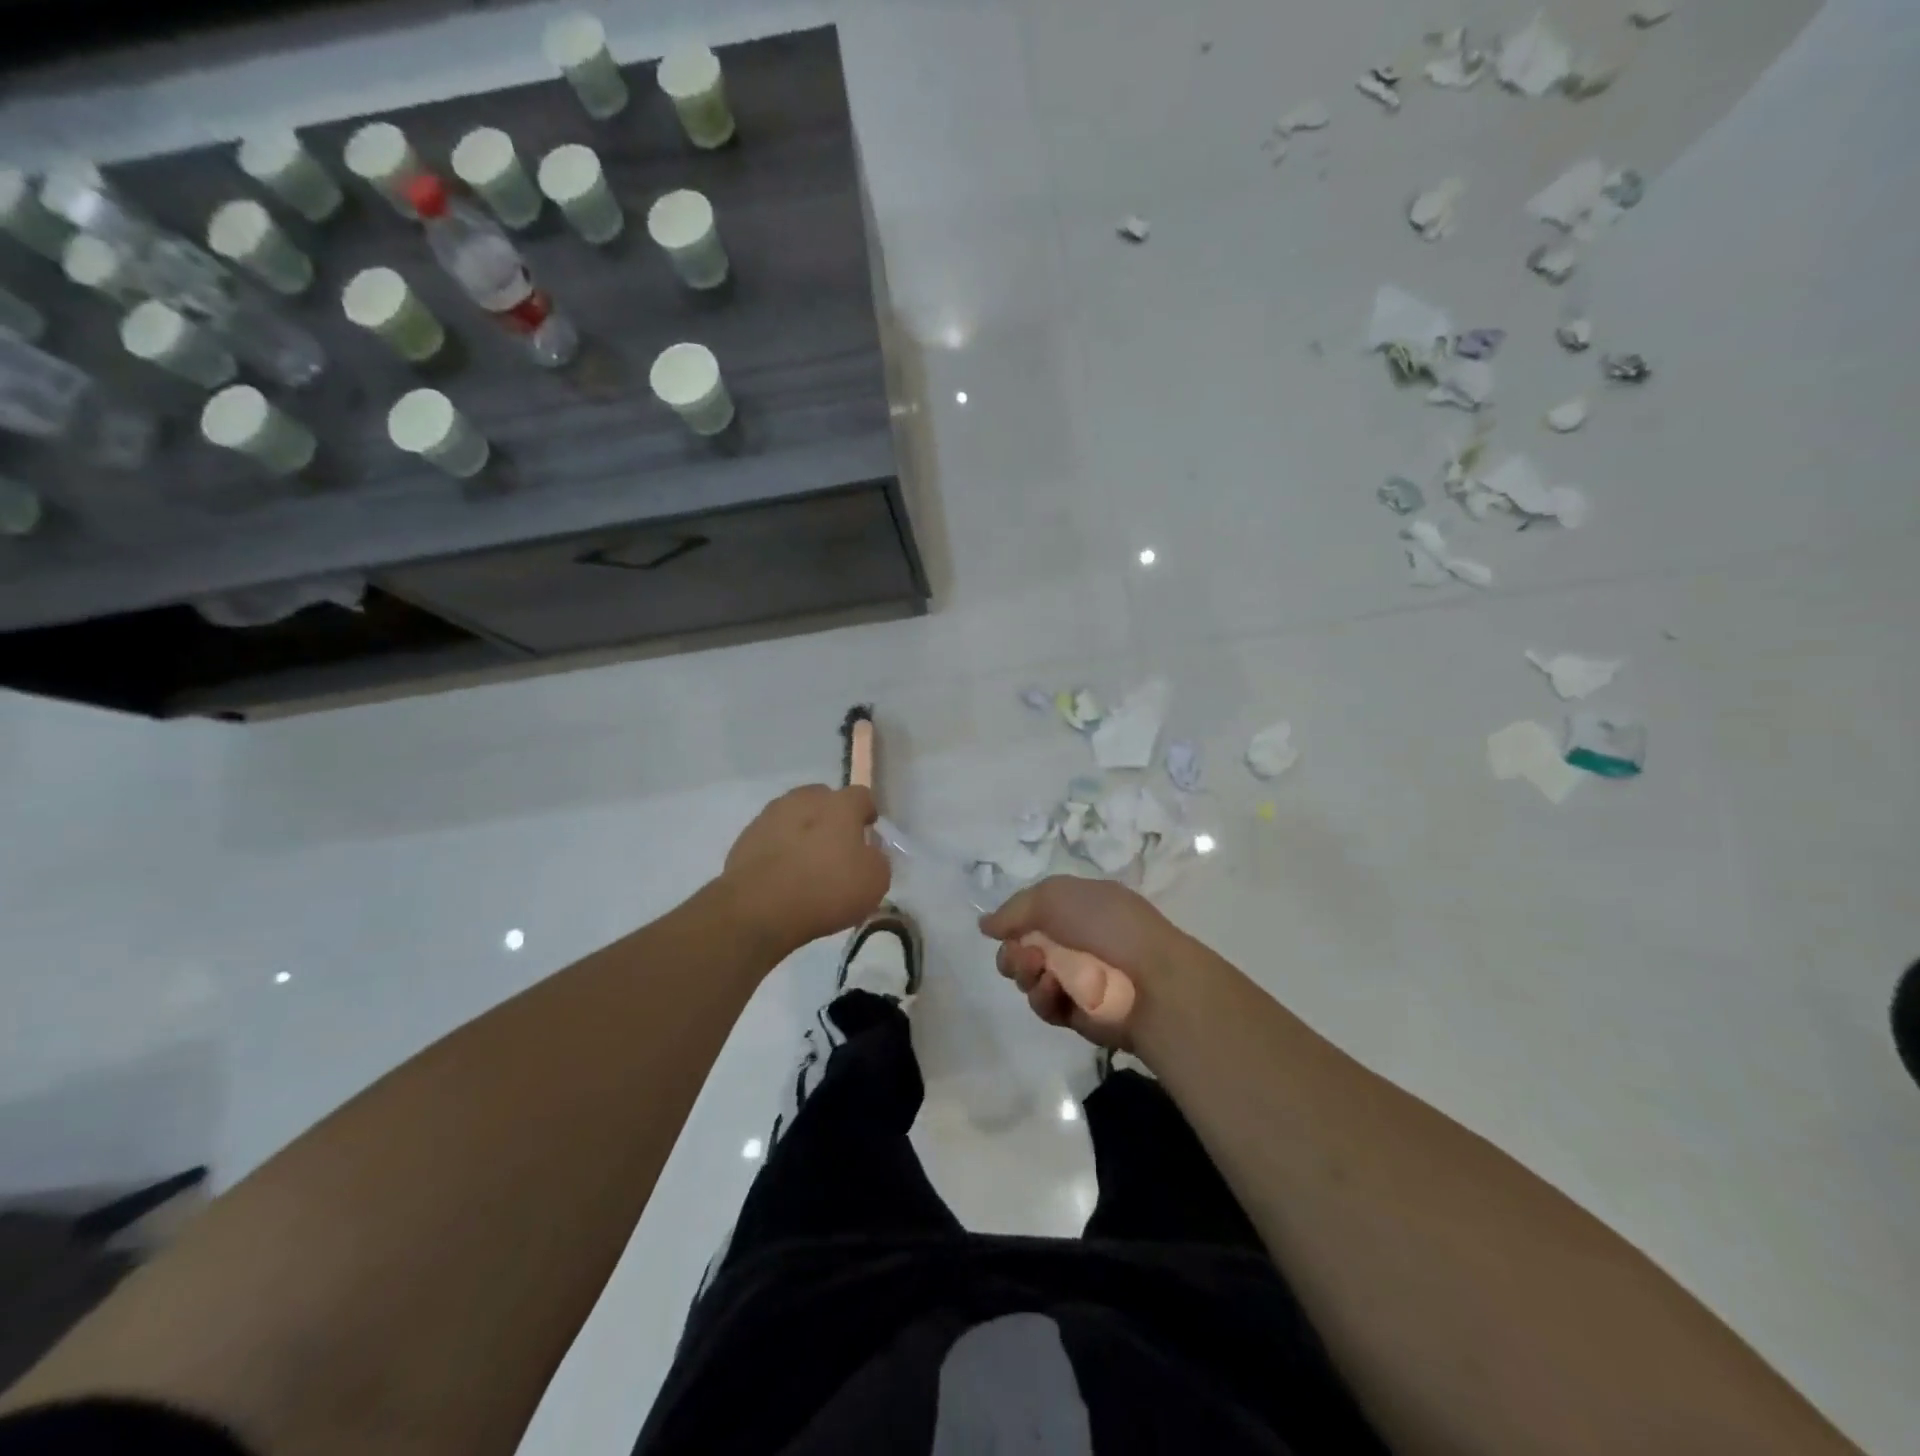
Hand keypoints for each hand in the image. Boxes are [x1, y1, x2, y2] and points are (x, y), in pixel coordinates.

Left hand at [721, 785, 889, 955]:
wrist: (759, 909)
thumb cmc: (826, 889)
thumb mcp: (875, 881)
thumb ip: (877, 859)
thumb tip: (868, 854)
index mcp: (840, 804)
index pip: (862, 796)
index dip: (867, 814)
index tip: (869, 834)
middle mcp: (804, 800)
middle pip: (824, 800)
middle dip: (832, 818)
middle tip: (837, 849)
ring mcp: (770, 816)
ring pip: (794, 816)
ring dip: (803, 832)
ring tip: (806, 865)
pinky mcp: (745, 838)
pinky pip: (772, 837)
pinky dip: (779, 850)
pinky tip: (782, 876)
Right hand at [980, 876, 1187, 1050]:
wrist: (1152, 981)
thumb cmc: (1107, 926)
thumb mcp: (1056, 896)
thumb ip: (1015, 909)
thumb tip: (985, 925)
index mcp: (1080, 909)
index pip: (1034, 914)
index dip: (1015, 921)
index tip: (1003, 929)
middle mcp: (1077, 942)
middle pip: (1024, 949)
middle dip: (1013, 952)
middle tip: (1021, 955)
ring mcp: (1078, 979)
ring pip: (1029, 978)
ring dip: (1025, 973)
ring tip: (1039, 971)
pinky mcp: (1078, 1015)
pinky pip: (1045, 1005)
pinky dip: (1044, 997)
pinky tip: (1054, 990)